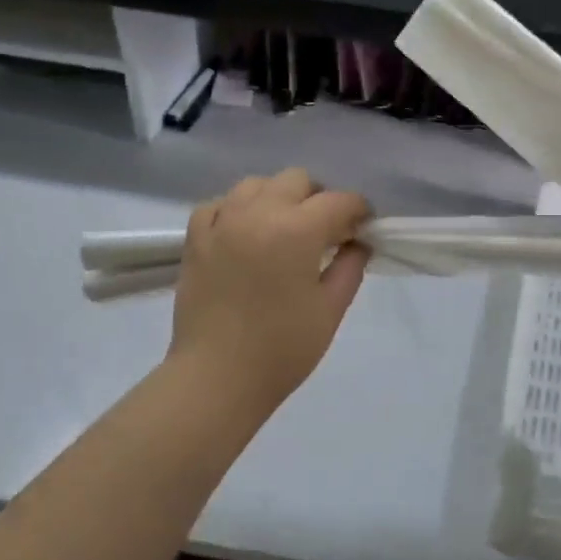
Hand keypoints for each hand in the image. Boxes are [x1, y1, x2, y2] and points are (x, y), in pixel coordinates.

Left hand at [167, 168, 370, 414]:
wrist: (217, 378)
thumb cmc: (282, 349)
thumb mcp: (330, 310)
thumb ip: (350, 268)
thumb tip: (358, 244)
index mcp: (296, 230)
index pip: (338, 201)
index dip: (358, 210)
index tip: (364, 226)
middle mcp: (257, 213)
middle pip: (296, 180)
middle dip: (318, 198)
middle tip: (326, 230)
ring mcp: (222, 223)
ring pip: (256, 184)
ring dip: (278, 197)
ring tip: (284, 228)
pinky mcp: (196, 239)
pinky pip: (219, 204)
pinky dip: (237, 209)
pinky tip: (245, 232)